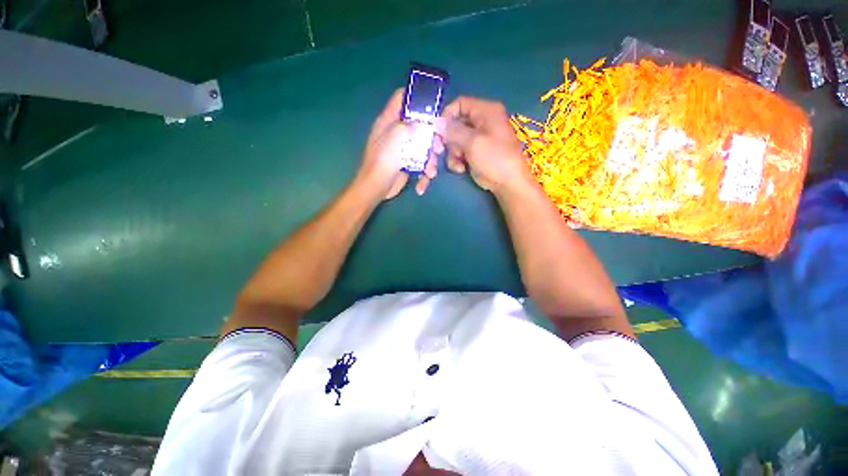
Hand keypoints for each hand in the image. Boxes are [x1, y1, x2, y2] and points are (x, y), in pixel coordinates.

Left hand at [356, 89, 441, 200]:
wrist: (376, 189)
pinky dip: (425, 172)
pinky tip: (423, 182)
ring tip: (431, 172)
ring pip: (424, 145)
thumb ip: (406, 127)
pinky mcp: (409, 162)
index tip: (433, 104)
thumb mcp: (392, 141)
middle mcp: (397, 132)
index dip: (416, 97)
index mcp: (389, 121)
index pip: (401, 99)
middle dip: (432, 136)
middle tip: (439, 146)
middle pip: (419, 124)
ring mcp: (404, 148)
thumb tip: (423, 123)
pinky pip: (422, 162)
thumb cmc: (381, 163)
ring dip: (431, 159)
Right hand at [436, 96, 531, 194]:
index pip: (460, 103)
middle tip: (441, 151)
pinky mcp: (475, 152)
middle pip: (455, 124)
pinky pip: (460, 152)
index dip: (447, 115)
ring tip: (458, 164)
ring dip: (453, 154)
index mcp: (486, 111)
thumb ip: (453, 131)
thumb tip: (436, 123)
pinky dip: (458, 160)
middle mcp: (482, 121)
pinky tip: (462, 169)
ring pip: (455, 140)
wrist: (508, 183)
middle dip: (448, 140)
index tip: (438, 131)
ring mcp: (478, 138)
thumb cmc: (494, 158)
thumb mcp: (472, 142)